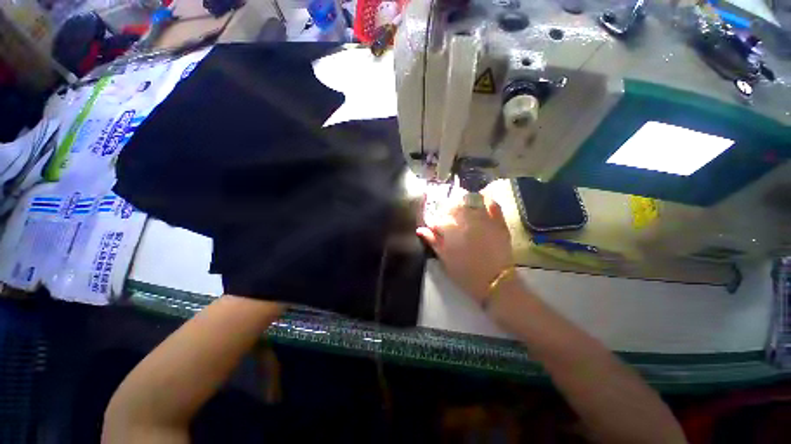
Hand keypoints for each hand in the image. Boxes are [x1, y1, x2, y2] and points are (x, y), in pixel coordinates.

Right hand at [417, 195, 513, 302]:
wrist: (495, 282)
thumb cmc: (466, 273)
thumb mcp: (445, 260)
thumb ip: (433, 242)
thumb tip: (420, 229)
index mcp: (451, 230)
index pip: (438, 219)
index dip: (435, 222)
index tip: (435, 227)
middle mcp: (466, 220)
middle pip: (454, 206)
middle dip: (448, 208)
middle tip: (449, 216)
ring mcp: (484, 220)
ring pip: (471, 200)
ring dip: (464, 201)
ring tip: (462, 205)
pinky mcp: (498, 223)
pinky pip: (493, 205)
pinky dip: (487, 200)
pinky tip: (483, 199)